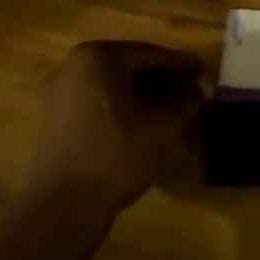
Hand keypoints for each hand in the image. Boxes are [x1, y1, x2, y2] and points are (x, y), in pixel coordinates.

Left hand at [28, 42, 206, 214]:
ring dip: (143, 94)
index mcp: (97, 57)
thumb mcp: (164, 126)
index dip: (182, 64)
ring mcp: (59, 92)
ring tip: (172, 108)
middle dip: (162, 78)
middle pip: (129, 66)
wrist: (62, 205)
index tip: (205, 72)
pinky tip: (144, 123)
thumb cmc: (116, 154)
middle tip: (192, 89)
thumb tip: (200, 89)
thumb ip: (187, 100)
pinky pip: (97, 101)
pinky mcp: (54, 118)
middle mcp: (72, 65)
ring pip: (113, 85)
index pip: (150, 54)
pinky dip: (122, 106)